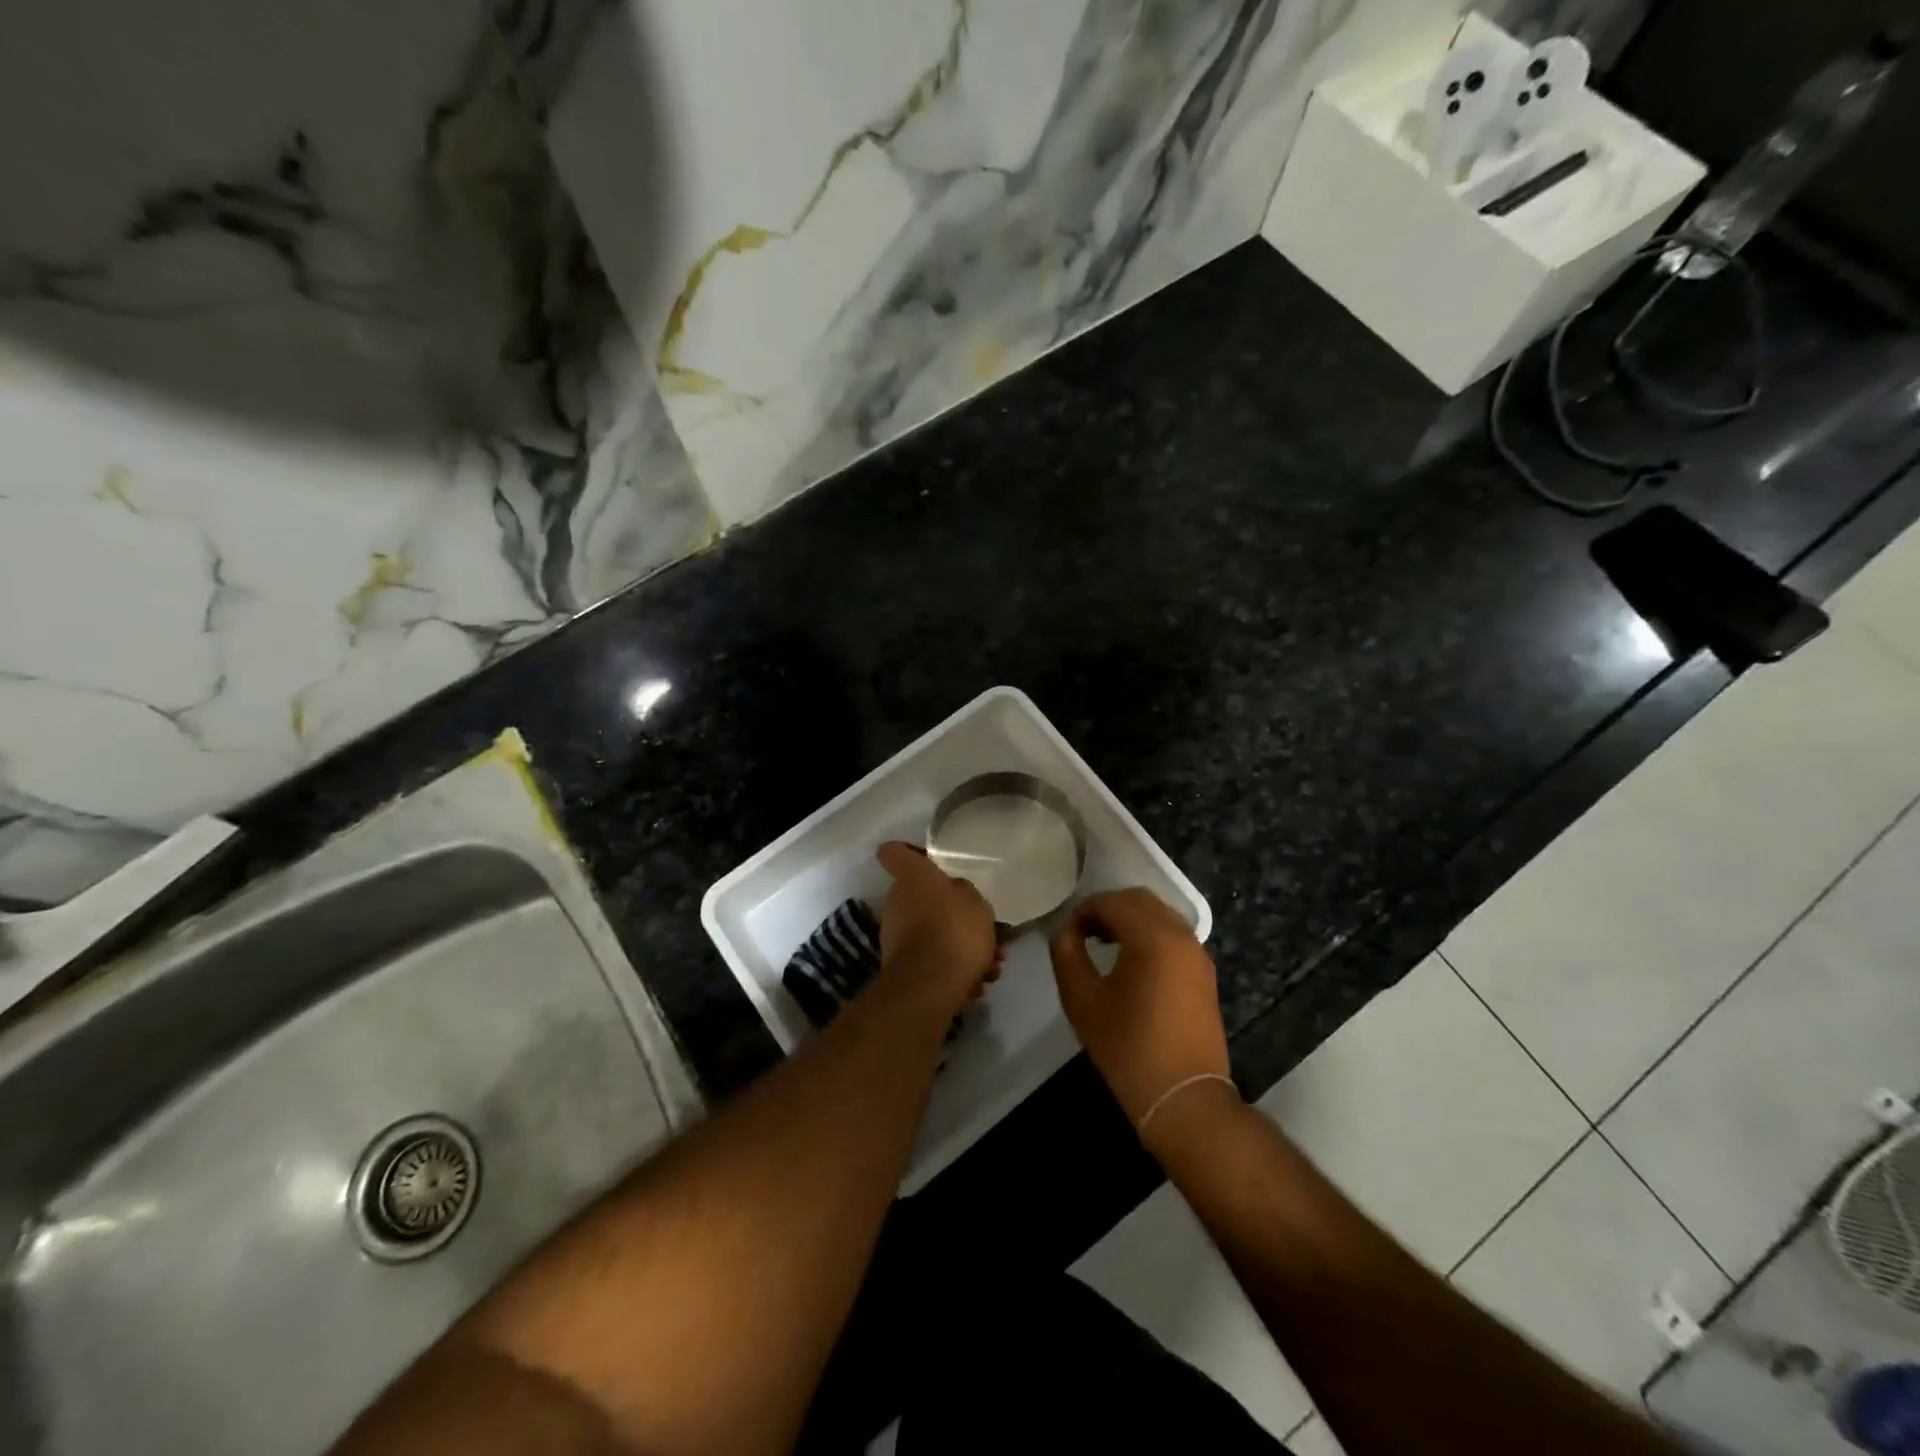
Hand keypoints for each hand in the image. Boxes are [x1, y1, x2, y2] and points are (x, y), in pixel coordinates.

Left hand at [875, 842, 1001, 1013]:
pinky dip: (951, 967)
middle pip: (921, 897)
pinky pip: (930, 958)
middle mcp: (896, 900)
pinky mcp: (899, 965)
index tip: (926, 861)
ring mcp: (894, 934)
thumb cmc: (955, 930)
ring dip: (958, 946)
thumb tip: (954, 893)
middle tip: (982, 930)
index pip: (893, 852)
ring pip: (931, 932)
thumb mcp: (976, 903)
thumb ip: (964, 893)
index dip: (907, 852)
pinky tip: (978, 983)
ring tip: (991, 966)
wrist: (930, 985)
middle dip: (951, 913)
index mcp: (912, 877)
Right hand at [1049, 889, 1230, 1126]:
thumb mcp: (1083, 1000)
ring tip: (1104, 945)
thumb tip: (1066, 931)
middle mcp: (1180, 935)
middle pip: (1139, 900)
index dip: (1084, 911)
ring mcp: (1198, 954)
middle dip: (1108, 909)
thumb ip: (1067, 955)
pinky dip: (1149, 935)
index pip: (1112, 902)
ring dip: (1130, 920)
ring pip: (1159, 915)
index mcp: (1152, 936)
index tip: (1066, 933)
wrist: (1184, 1098)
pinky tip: (1131, 963)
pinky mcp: (1205, 973)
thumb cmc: (1128, 1048)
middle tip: (1083, 933)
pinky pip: (1174, 936)